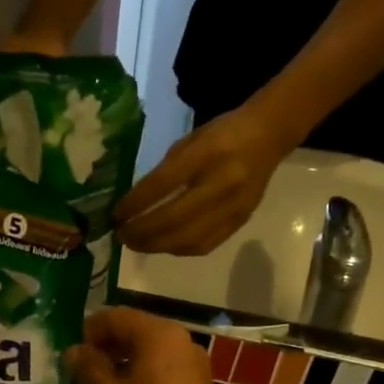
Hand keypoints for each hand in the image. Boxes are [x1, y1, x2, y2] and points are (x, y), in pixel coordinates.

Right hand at [65, 308, 228, 383]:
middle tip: (80, 370)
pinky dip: (141, 379)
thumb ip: (90, 369)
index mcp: (159, 335)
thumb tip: (74, 350)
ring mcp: (194, 367)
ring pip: (150, 354)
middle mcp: (181, 342)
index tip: (71, 353)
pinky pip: (163, 372)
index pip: (116, 316)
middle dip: (106, 347)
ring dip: (122, 365)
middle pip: (136, 332)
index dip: (89, 330)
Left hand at [114, 106, 289, 255]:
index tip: (115, 215)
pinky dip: (179, 249)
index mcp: (206, 154)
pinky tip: (163, 246)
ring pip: (188, 239)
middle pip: (173, 219)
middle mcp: (222, 183)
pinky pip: (205, 245)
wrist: (268, 136)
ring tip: (137, 244)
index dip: (135, 204)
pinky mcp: (240, 222)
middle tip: (121, 235)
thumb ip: (165, 171)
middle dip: (142, 232)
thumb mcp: (189, 142)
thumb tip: (136, 204)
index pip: (162, 185)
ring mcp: (234, 206)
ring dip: (157, 246)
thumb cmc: (222, 134)